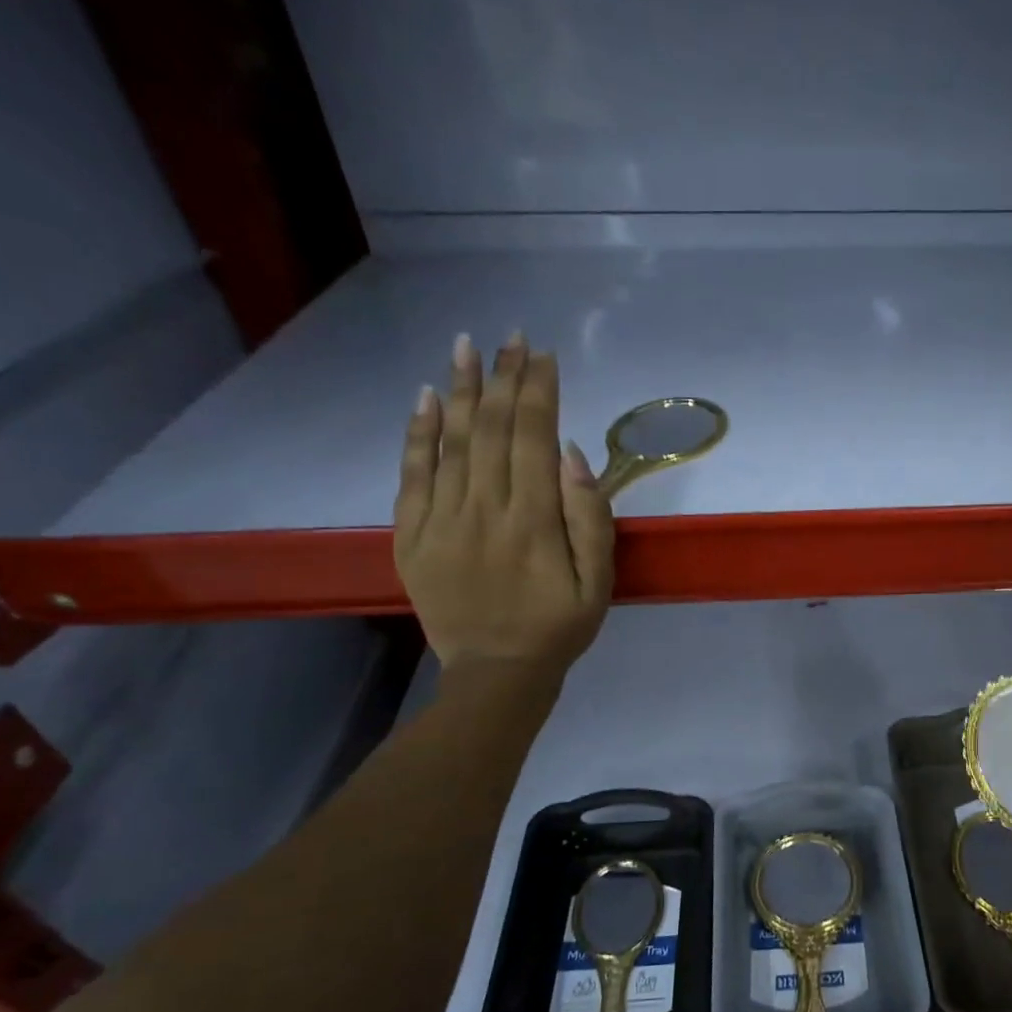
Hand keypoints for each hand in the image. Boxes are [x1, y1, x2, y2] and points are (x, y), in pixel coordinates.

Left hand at [394, 333, 613, 672]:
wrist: (497, 673)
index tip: (544, 356)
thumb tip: (572, 455)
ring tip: (466, 345)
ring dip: (460, 389)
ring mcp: (441, 521)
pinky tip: (425, 398)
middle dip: (503, 378)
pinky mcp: (411, 537)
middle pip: (491, 429)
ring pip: (450, 442)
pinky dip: (417, 433)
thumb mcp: (600, 583)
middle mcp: (484, 510)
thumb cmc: (559, 627)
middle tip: (510, 337)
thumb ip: (591, 520)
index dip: (538, 392)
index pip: (534, 437)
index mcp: (534, 522)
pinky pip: (412, 475)